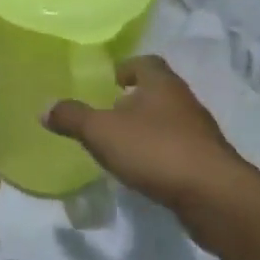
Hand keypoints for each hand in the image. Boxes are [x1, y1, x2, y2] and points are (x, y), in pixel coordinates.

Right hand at [43, 55, 259, 235]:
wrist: (215, 197)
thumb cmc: (155, 150)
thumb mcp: (101, 131)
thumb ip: (72, 117)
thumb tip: (44, 107)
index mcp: (161, 84)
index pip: (144, 62)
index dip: (124, 68)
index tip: (105, 82)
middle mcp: (184, 102)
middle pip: (156, 92)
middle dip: (132, 100)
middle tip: (105, 114)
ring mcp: (199, 134)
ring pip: (167, 121)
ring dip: (146, 129)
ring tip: (119, 144)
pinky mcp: (206, 163)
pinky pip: (176, 149)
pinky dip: (158, 155)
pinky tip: (142, 170)